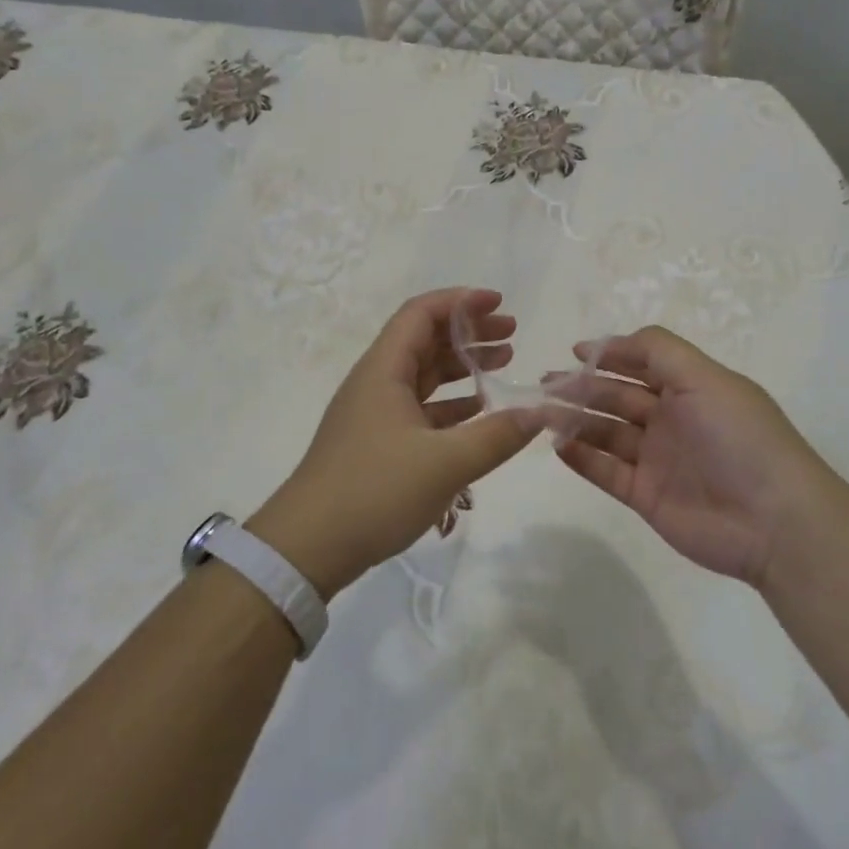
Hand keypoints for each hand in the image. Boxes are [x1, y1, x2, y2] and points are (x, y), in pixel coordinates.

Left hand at [248, 288, 540, 599]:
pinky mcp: (376, 442)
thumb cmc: (374, 491)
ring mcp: (374, 414)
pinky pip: (420, 408)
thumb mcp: (445, 464)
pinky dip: (451, 403)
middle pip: (425, 340)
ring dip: (462, 366)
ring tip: (504, 364)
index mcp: (384, 371)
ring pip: (423, 375)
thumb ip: (497, 436)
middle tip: (512, 335)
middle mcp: (377, 382)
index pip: (421, 313)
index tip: (498, 302)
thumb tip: (541, 412)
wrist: (307, 547)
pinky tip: (479, 412)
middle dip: (469, 332)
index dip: (460, 301)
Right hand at [546, 325, 846, 585]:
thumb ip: (657, 350)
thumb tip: (609, 342)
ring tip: (540, 413)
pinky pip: (606, 471)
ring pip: (606, 432)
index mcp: (690, 388)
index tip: (575, 352)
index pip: (642, 363)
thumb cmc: (739, 437)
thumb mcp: (704, 377)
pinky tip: (557, 446)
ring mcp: (657, 459)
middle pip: (617, 397)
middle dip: (582, 387)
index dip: (610, 355)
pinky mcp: (646, 495)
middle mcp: (671, 419)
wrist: (773, 521)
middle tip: (545, 384)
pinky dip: (581, 458)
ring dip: (574, 420)